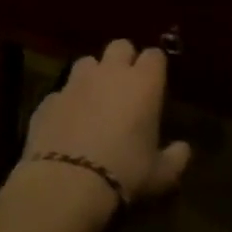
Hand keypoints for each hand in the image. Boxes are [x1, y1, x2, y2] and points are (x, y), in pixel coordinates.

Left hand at [17, 40, 191, 220]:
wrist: (65, 185)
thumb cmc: (124, 175)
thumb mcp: (160, 176)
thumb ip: (175, 158)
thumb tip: (184, 150)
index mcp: (144, 83)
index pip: (155, 56)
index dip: (155, 67)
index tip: (155, 84)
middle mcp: (110, 72)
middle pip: (120, 46)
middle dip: (124, 60)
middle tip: (126, 86)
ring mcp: (75, 83)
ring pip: (87, 62)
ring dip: (93, 76)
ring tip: (94, 101)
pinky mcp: (48, 100)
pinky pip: (61, 92)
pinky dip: (66, 103)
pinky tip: (67, 126)